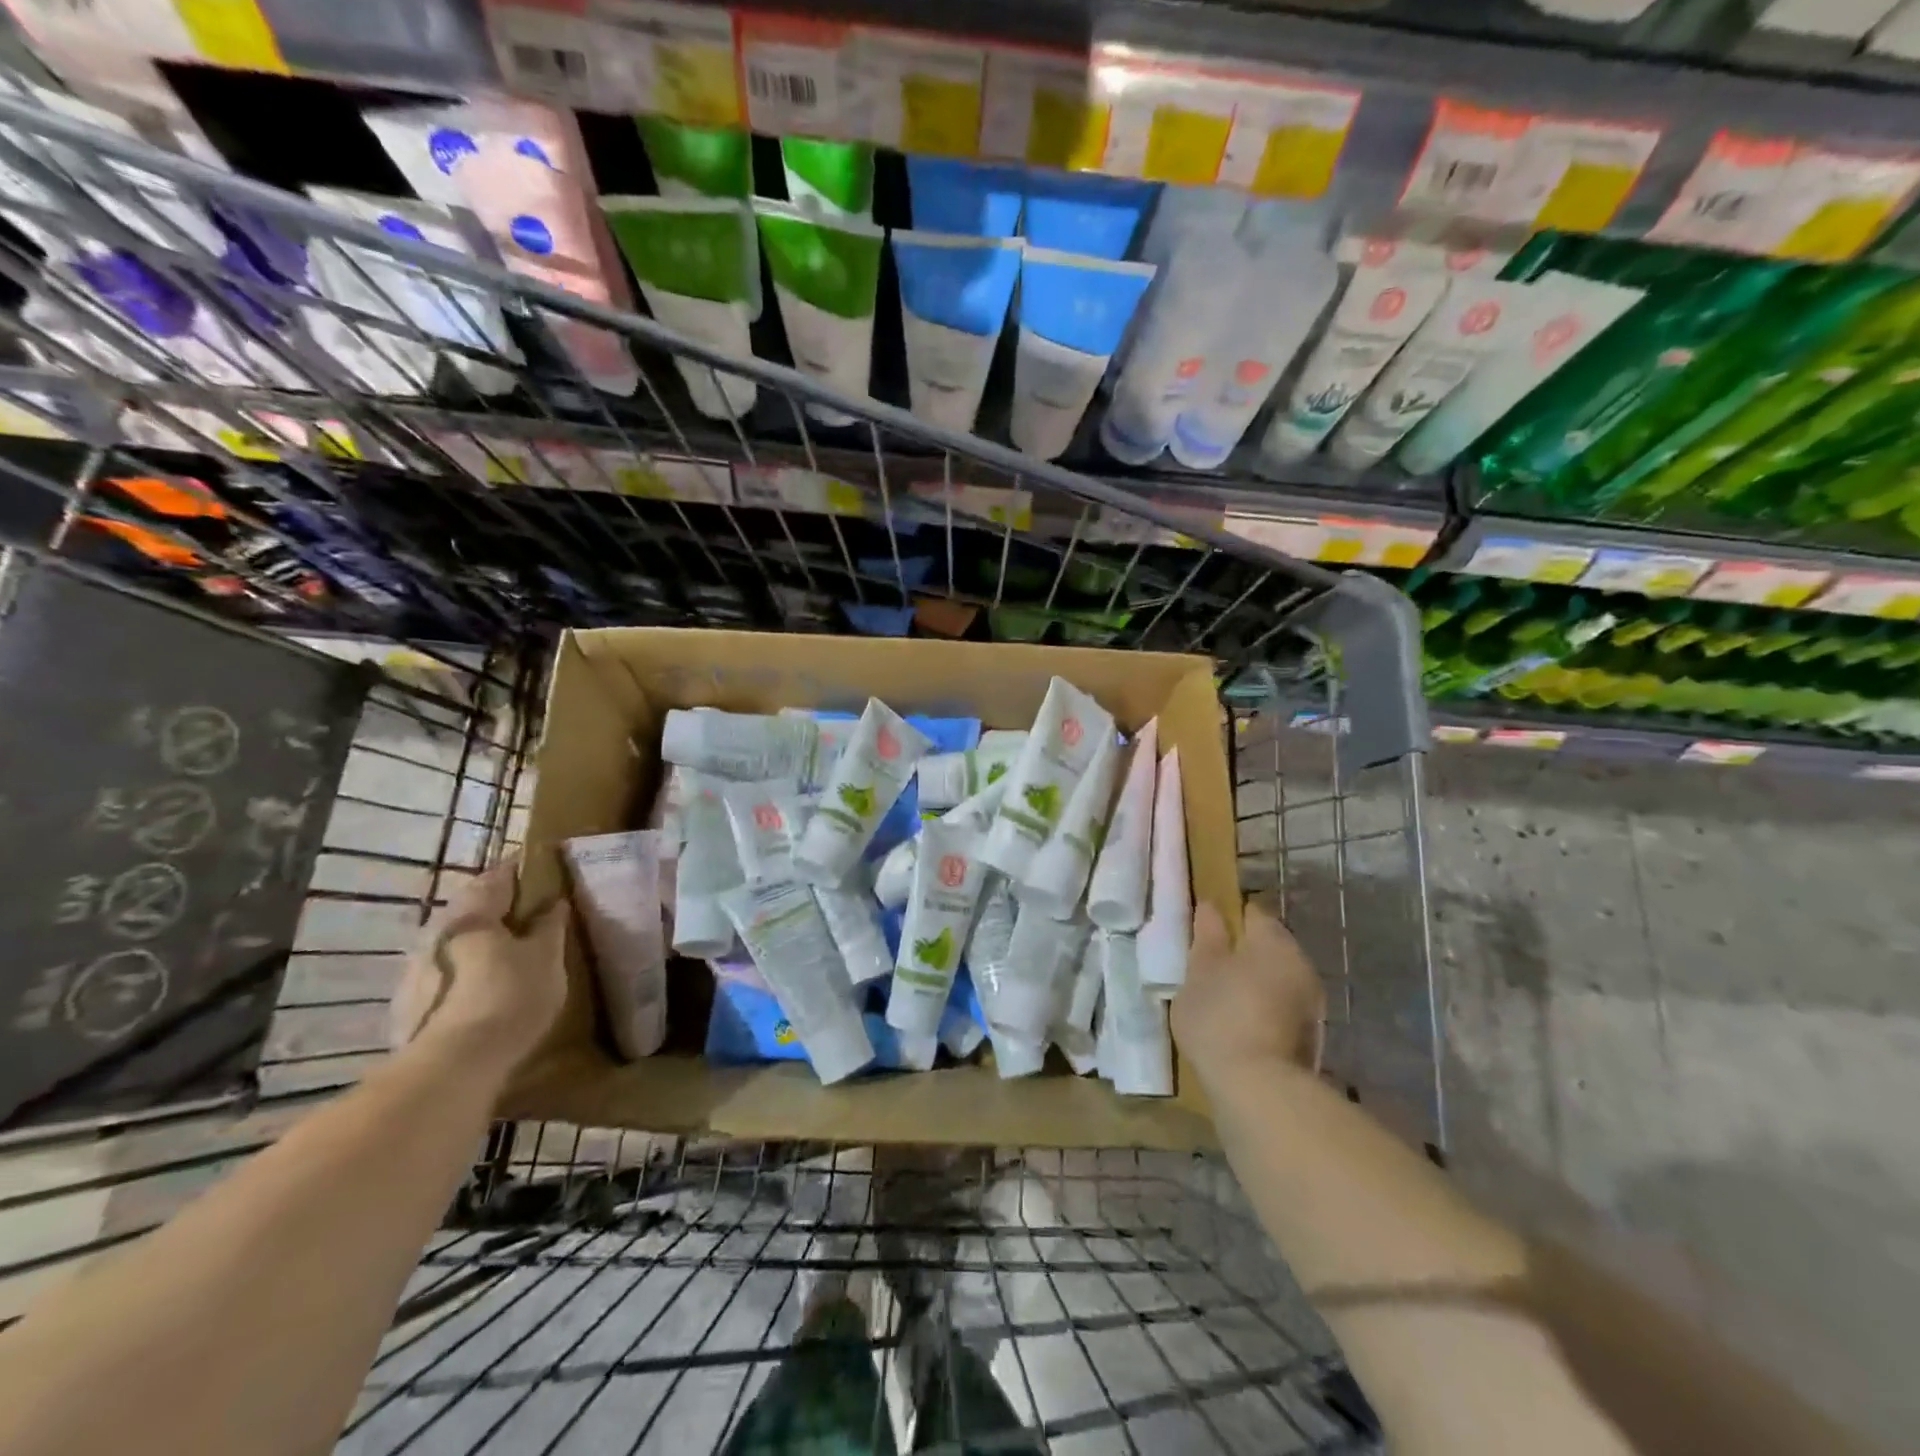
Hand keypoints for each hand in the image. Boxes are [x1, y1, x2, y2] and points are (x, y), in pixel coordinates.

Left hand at [390, 859, 568, 1072]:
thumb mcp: (547, 957)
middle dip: (499, 908)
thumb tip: (554, 902)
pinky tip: (486, 989)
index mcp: (471, 913)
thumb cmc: (510, 997)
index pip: (498, 876)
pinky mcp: (410, 1004)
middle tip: (531, 914)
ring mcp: (416, 970)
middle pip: (472, 909)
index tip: (542, 869)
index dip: (521, 870)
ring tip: (512, 955)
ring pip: (457, 942)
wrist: (453, 1067)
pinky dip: (468, 971)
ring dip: (482, 942)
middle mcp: (437, 932)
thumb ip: (550, 925)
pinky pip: (447, 973)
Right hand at [1172, 900, 1324, 1087]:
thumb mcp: (1199, 970)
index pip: (1251, 913)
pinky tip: (1238, 1023)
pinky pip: (1281, 1007)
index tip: (1203, 931)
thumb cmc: (1220, 1016)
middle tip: (1208, 966)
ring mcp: (1310, 1002)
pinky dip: (1262, 1007)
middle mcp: (1301, 964)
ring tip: (1220, 997)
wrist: (1258, 1089)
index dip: (1227, 917)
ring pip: (1276, 978)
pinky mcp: (1310, 1036)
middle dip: (1242, 952)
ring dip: (1253, 982)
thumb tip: (1210, 907)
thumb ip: (1206, 936)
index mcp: (1274, 940)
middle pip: (1268, 946)